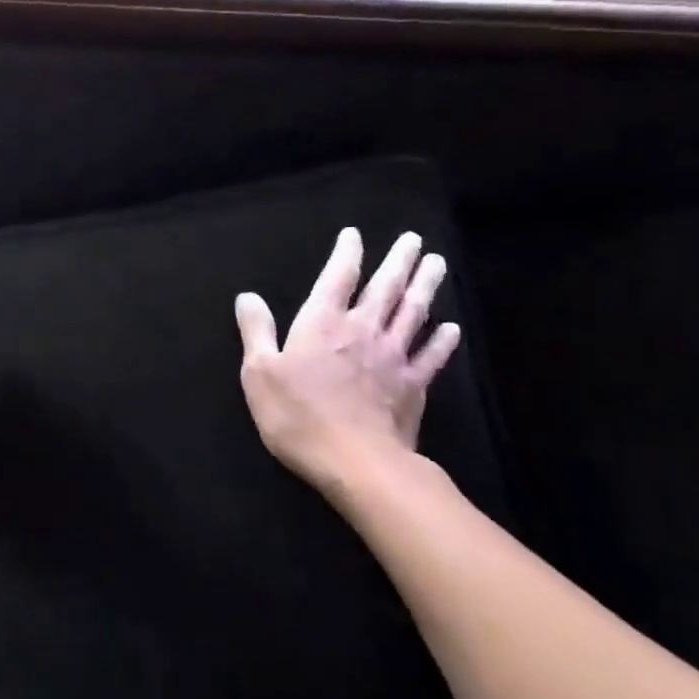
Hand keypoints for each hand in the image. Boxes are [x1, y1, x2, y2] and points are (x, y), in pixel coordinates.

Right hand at [234, 228, 460, 498]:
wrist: (357, 463)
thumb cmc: (298, 416)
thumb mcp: (259, 372)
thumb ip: (256, 331)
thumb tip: (247, 296)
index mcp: (322, 324)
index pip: (337, 278)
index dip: (347, 254)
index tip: (355, 235)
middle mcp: (361, 331)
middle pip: (385, 288)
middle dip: (398, 261)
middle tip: (413, 239)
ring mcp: (393, 357)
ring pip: (413, 313)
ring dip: (425, 286)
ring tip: (436, 263)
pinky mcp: (413, 387)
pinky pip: (431, 356)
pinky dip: (442, 340)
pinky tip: (450, 327)